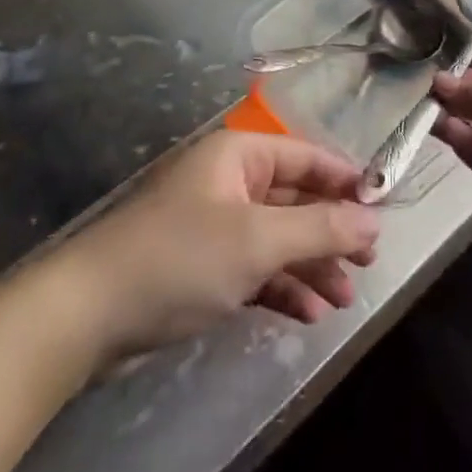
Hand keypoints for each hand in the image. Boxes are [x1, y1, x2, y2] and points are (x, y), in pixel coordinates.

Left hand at [55, 130, 380, 360]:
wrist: (88, 313)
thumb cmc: (180, 258)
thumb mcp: (258, 241)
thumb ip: (319, 228)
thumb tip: (373, 219)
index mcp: (239, 156)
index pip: (307, 157)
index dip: (347, 181)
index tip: (383, 210)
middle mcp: (228, 182)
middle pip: (295, 199)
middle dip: (331, 232)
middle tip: (368, 263)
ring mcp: (214, 225)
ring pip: (277, 237)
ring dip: (311, 266)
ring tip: (344, 300)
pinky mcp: (200, 266)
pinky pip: (254, 267)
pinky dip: (281, 286)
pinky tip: (306, 314)